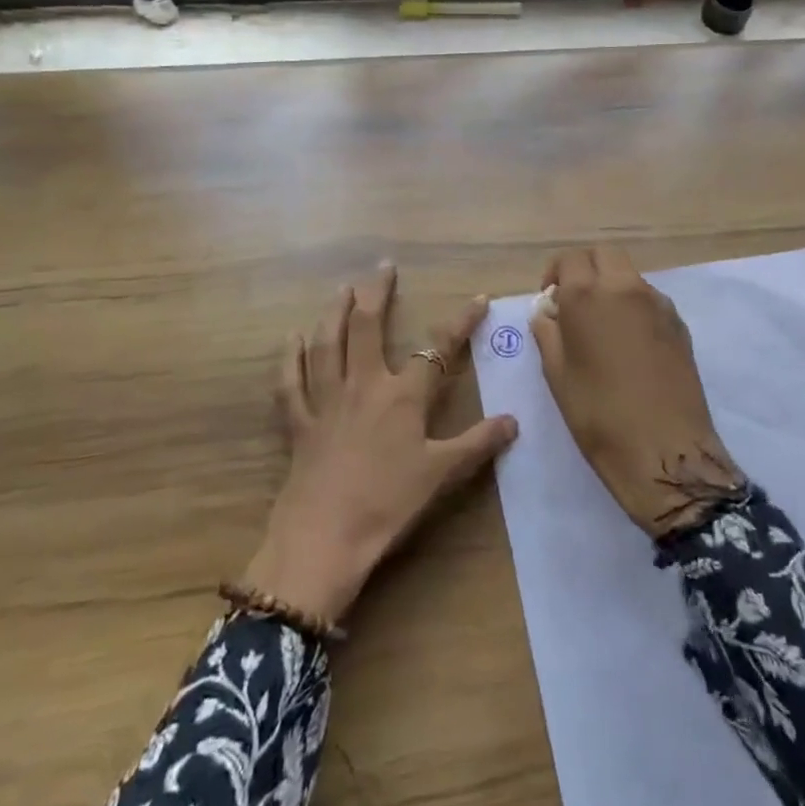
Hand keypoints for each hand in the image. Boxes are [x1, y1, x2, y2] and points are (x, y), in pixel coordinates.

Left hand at [243, 264, 519, 626]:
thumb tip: (514, 421)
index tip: (478, 298)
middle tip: (382, 268)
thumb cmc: (388, 503)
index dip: (460, 321)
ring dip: (334, 312)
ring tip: (341, 289)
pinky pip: (291, 382)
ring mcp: (327, 400)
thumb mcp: (441, 474)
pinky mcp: (300, 422)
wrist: (325, 537)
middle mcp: (363, 385)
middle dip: (376, 293)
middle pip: (366, 327)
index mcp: (402, 396)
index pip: (437, 348)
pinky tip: (291, 338)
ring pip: (327, 344)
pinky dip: (290, 357)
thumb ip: (478, 443)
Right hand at [532, 246, 742, 537]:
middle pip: (604, 255)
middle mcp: (625, 287)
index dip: (555, 274)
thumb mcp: (557, 374)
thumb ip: (548, 333)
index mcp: (588, 295)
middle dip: (586, 269)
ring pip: (629, 275)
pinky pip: (649, 299)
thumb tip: (548, 312)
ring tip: (602, 326)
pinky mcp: (679, 324)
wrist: (664, 450)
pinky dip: (633, 306)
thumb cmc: (598, 414)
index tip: (550, 300)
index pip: (569, 259)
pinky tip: (629, 343)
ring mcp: (658, 304)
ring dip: (611, 286)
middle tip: (574, 302)